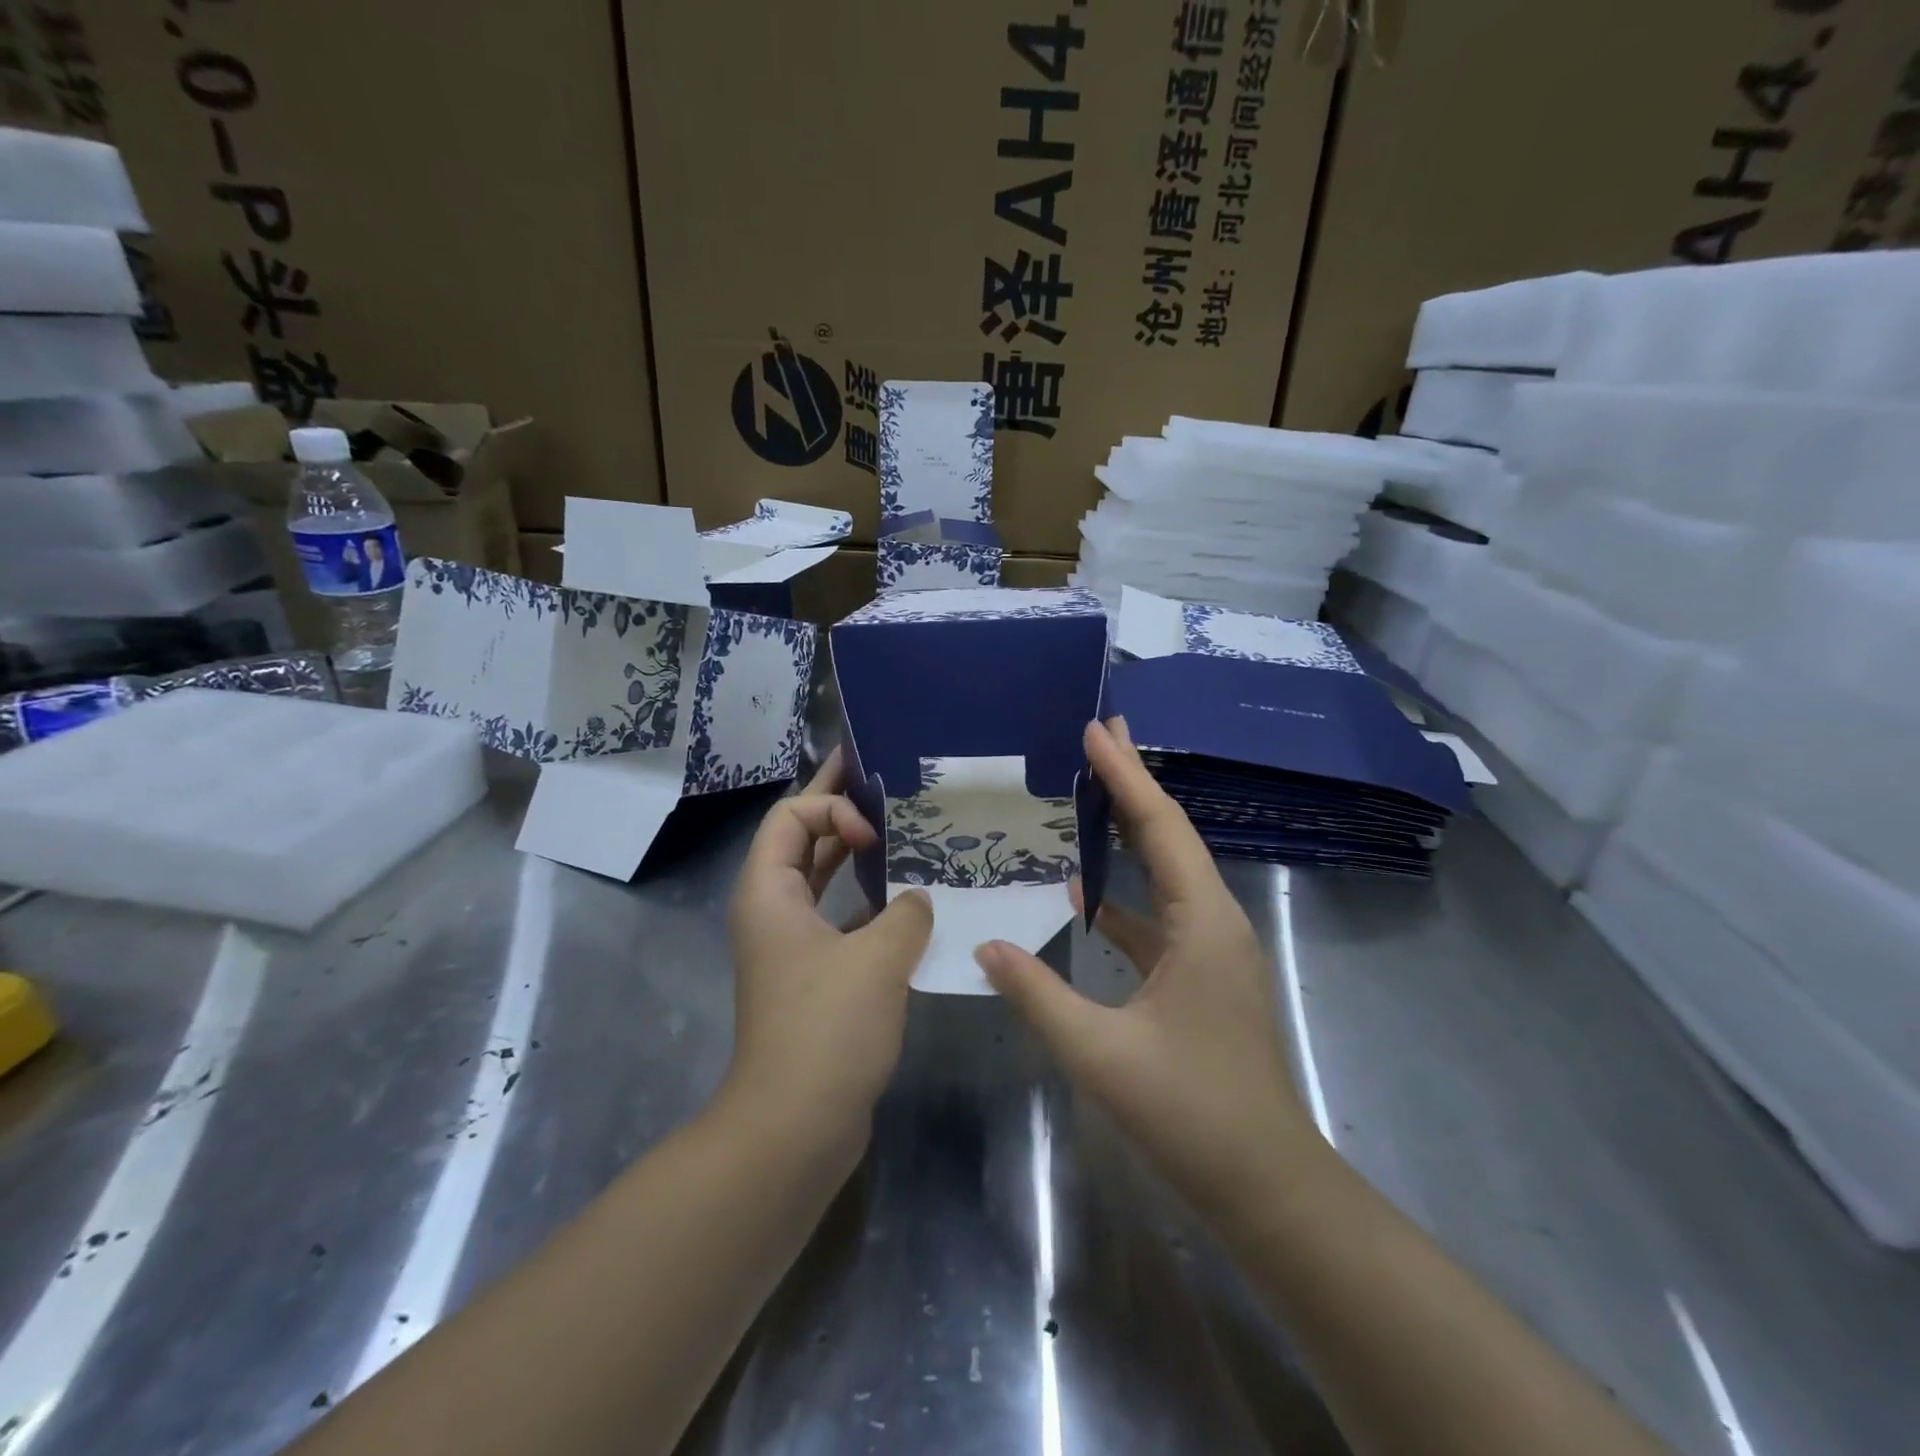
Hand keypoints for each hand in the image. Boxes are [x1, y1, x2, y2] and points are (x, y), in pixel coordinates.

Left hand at [726, 749, 933, 1141]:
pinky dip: (871, 904)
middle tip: (886, 778)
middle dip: (842, 807)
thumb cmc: (828, 1029)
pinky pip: (843, 919)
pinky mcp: (815, 976)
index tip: (875, 834)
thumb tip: (918, 899)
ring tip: (907, 834)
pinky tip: (913, 903)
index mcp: (769, 892)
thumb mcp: (878, 958)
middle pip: (804, 840)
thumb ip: (907, 912)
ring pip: (825, 881)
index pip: (791, 816)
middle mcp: (774, 911)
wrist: (795, 1126)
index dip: (833, 807)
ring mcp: (794, 946)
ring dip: (860, 857)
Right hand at [975, 719, 1316, 1226]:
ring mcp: (1210, 949)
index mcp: (1202, 923)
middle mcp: (1213, 921)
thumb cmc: (1191, 1113)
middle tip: (1100, 735)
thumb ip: (1037, 993)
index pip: (1160, 827)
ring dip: (1131, 832)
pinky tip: (1085, 893)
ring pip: (1166, 872)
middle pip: (1170, 835)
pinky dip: (1124, 894)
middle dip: (1135, 783)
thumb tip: (985, 943)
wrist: (1266, 1185)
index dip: (1126, 775)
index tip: (1097, 729)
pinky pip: (1159, 914)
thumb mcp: (1100, 1053)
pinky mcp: (1200, 976)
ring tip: (1089, 794)